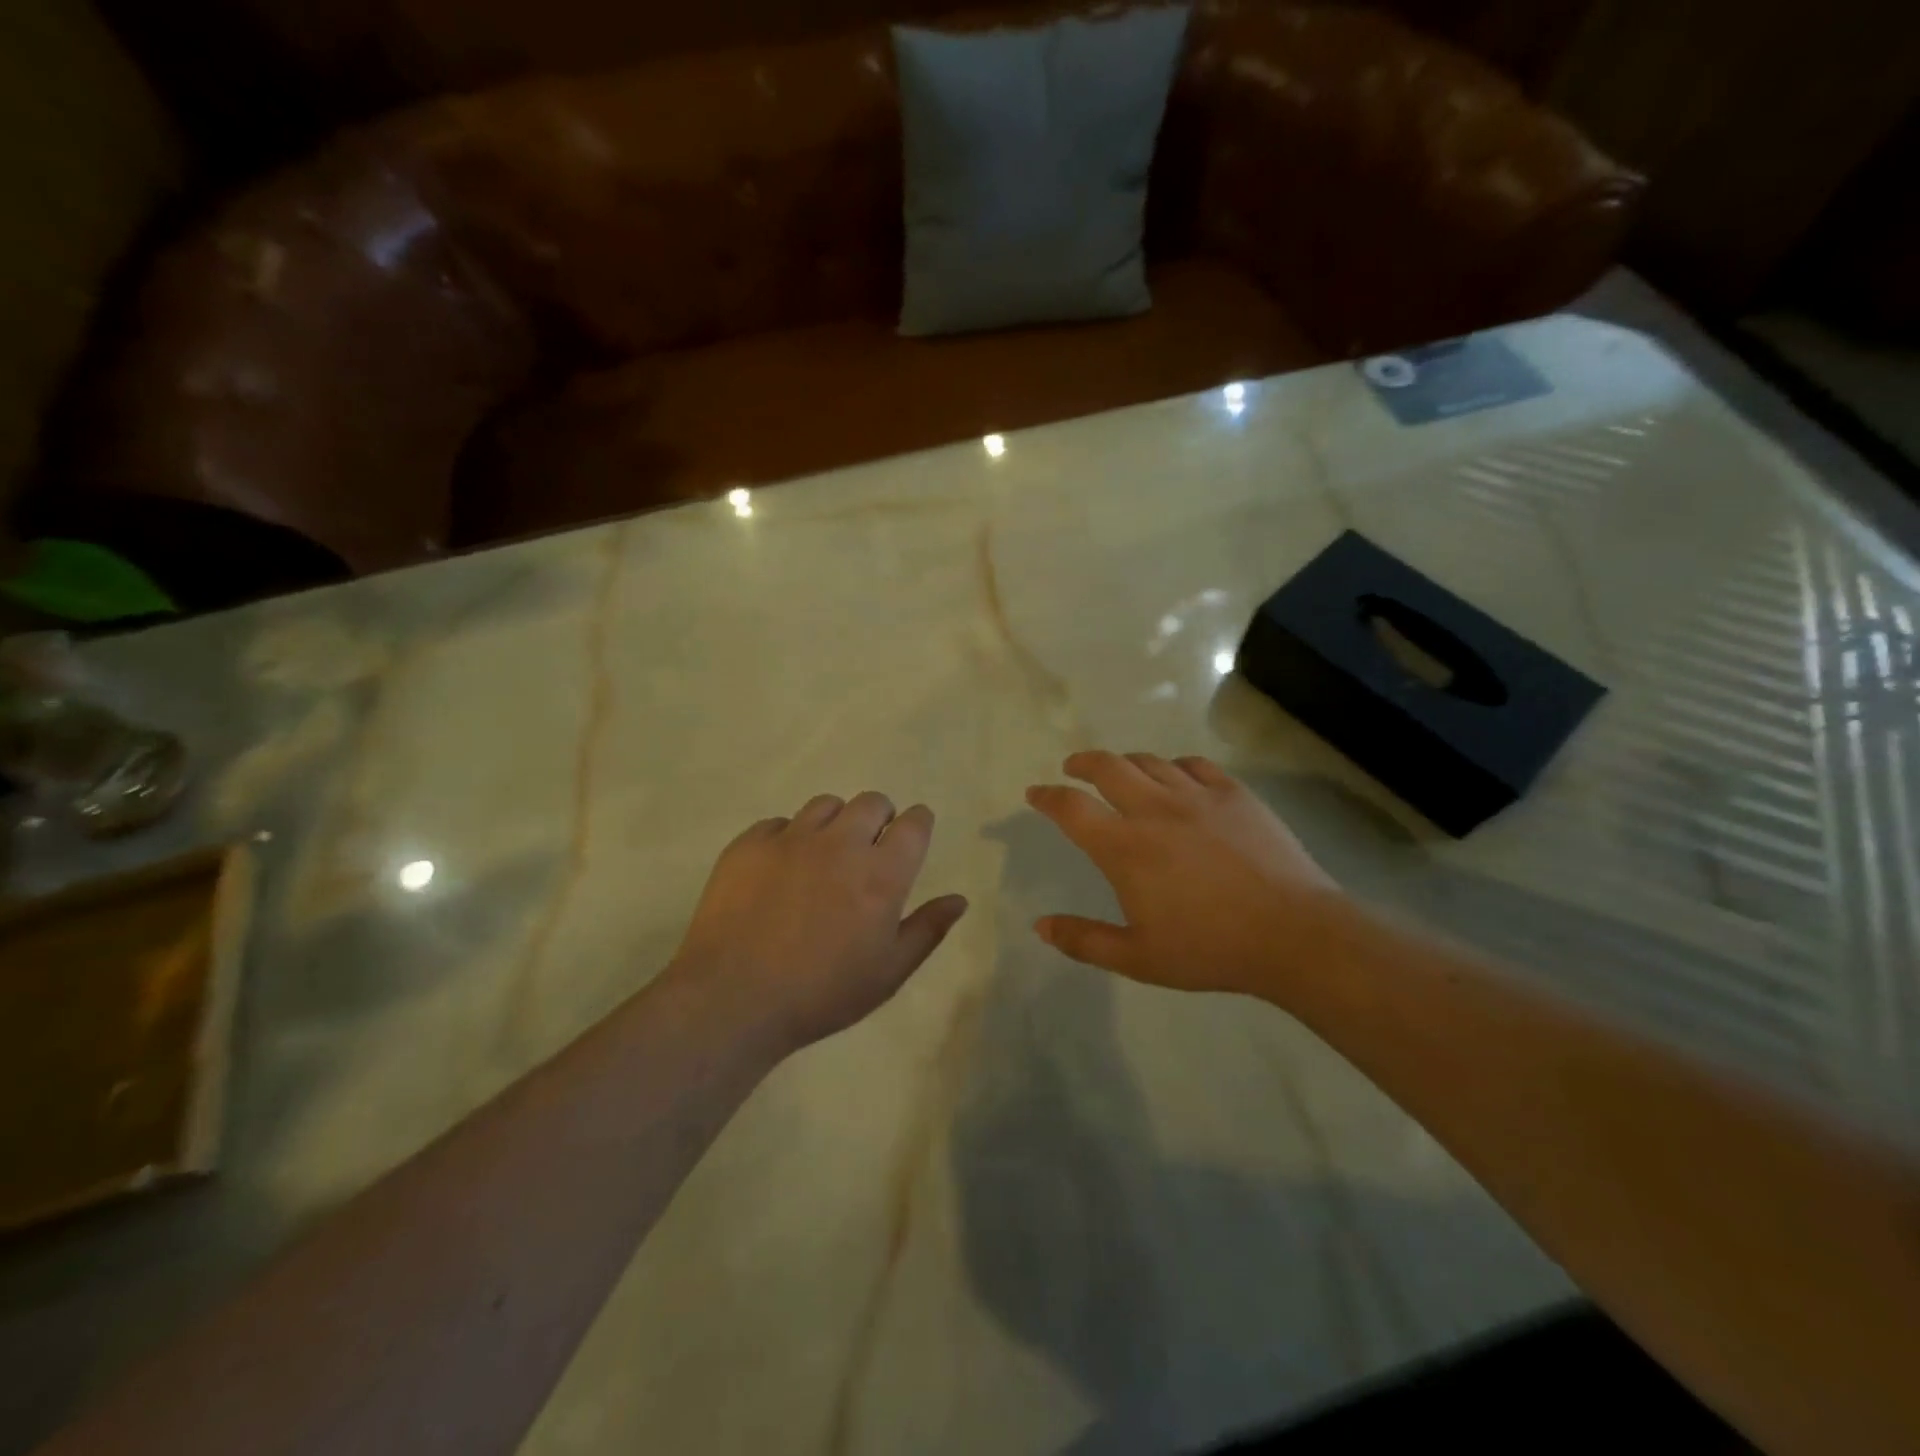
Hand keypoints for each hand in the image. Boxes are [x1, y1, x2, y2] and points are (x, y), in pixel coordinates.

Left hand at [669, 792, 967, 1056]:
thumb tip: (959, 899)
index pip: (914, 823)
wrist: (733, 998)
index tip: (912, 835)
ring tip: (824, 856)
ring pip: (825, 805)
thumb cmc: (821, 993)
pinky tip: (779, 870)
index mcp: (882, 873)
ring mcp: (792, 838)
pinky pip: (778, 823)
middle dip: (880, 817)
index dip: (917, 824)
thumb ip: (927, 930)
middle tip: (869, 849)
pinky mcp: (750, 844)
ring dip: (835, 822)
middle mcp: (841, 843)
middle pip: (872, 802)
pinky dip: (788, 838)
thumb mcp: (888, 973)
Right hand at [1025, 750, 1344, 994]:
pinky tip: (1176, 775)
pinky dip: (1175, 765)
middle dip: (1082, 763)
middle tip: (1073, 768)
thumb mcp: (1138, 958)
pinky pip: (1195, 764)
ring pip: (1150, 761)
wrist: (1293, 934)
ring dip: (1126, 763)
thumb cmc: (1209, 949)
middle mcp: (1155, 809)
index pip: (1072, 808)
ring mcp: (1198, 796)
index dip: (1047, 797)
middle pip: (1107, 766)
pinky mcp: (1235, 794)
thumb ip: (1084, 940)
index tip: (1035, 794)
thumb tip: (1040, 926)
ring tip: (1121, 773)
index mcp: (1125, 847)